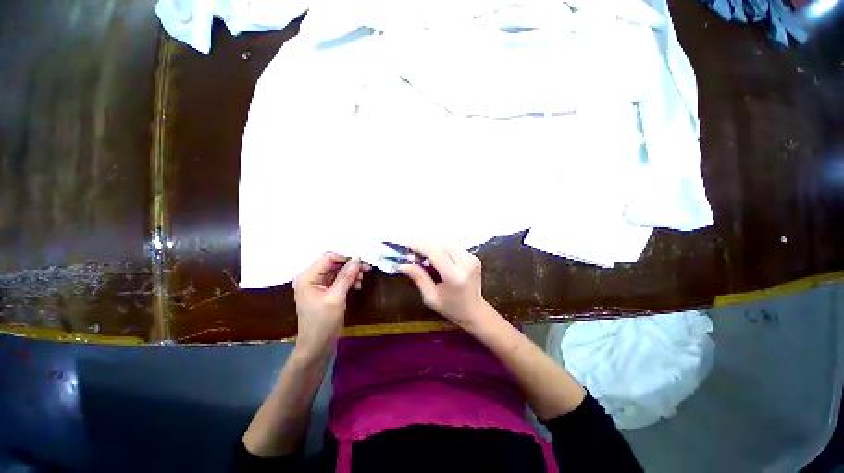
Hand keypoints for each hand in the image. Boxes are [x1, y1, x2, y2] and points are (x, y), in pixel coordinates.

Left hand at [293, 253, 369, 354]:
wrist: (317, 346)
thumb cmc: (323, 322)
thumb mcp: (336, 297)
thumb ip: (346, 276)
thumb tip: (357, 258)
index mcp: (308, 277)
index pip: (328, 258)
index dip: (345, 257)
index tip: (362, 261)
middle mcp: (311, 278)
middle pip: (333, 264)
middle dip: (350, 266)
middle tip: (367, 268)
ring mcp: (317, 285)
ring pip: (337, 271)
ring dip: (351, 273)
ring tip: (362, 279)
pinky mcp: (324, 291)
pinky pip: (338, 280)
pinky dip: (348, 281)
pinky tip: (357, 285)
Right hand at [398, 244, 489, 328]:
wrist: (475, 311)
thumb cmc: (451, 308)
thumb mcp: (430, 297)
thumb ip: (418, 277)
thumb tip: (403, 264)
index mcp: (454, 276)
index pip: (435, 252)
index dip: (421, 246)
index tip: (408, 247)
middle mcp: (466, 264)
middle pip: (441, 245)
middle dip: (426, 246)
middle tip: (415, 254)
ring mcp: (472, 259)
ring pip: (448, 244)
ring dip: (435, 247)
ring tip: (426, 257)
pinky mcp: (474, 257)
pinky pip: (454, 248)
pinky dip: (443, 250)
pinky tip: (438, 260)